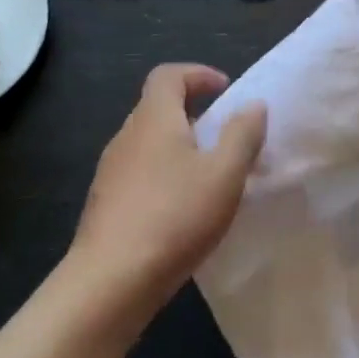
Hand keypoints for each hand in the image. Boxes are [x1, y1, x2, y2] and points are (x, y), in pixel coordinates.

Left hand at [70, 64, 267, 318]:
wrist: (110, 283)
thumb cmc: (174, 216)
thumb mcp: (225, 173)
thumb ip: (243, 134)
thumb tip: (253, 105)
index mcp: (154, 119)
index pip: (168, 75)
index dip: (198, 74)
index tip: (226, 90)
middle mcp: (127, 137)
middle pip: (158, 108)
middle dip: (194, 113)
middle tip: (226, 137)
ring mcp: (110, 172)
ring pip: (149, 143)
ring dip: (180, 147)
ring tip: (210, 176)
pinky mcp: (105, 205)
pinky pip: (140, 173)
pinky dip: (165, 175)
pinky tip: (184, 209)